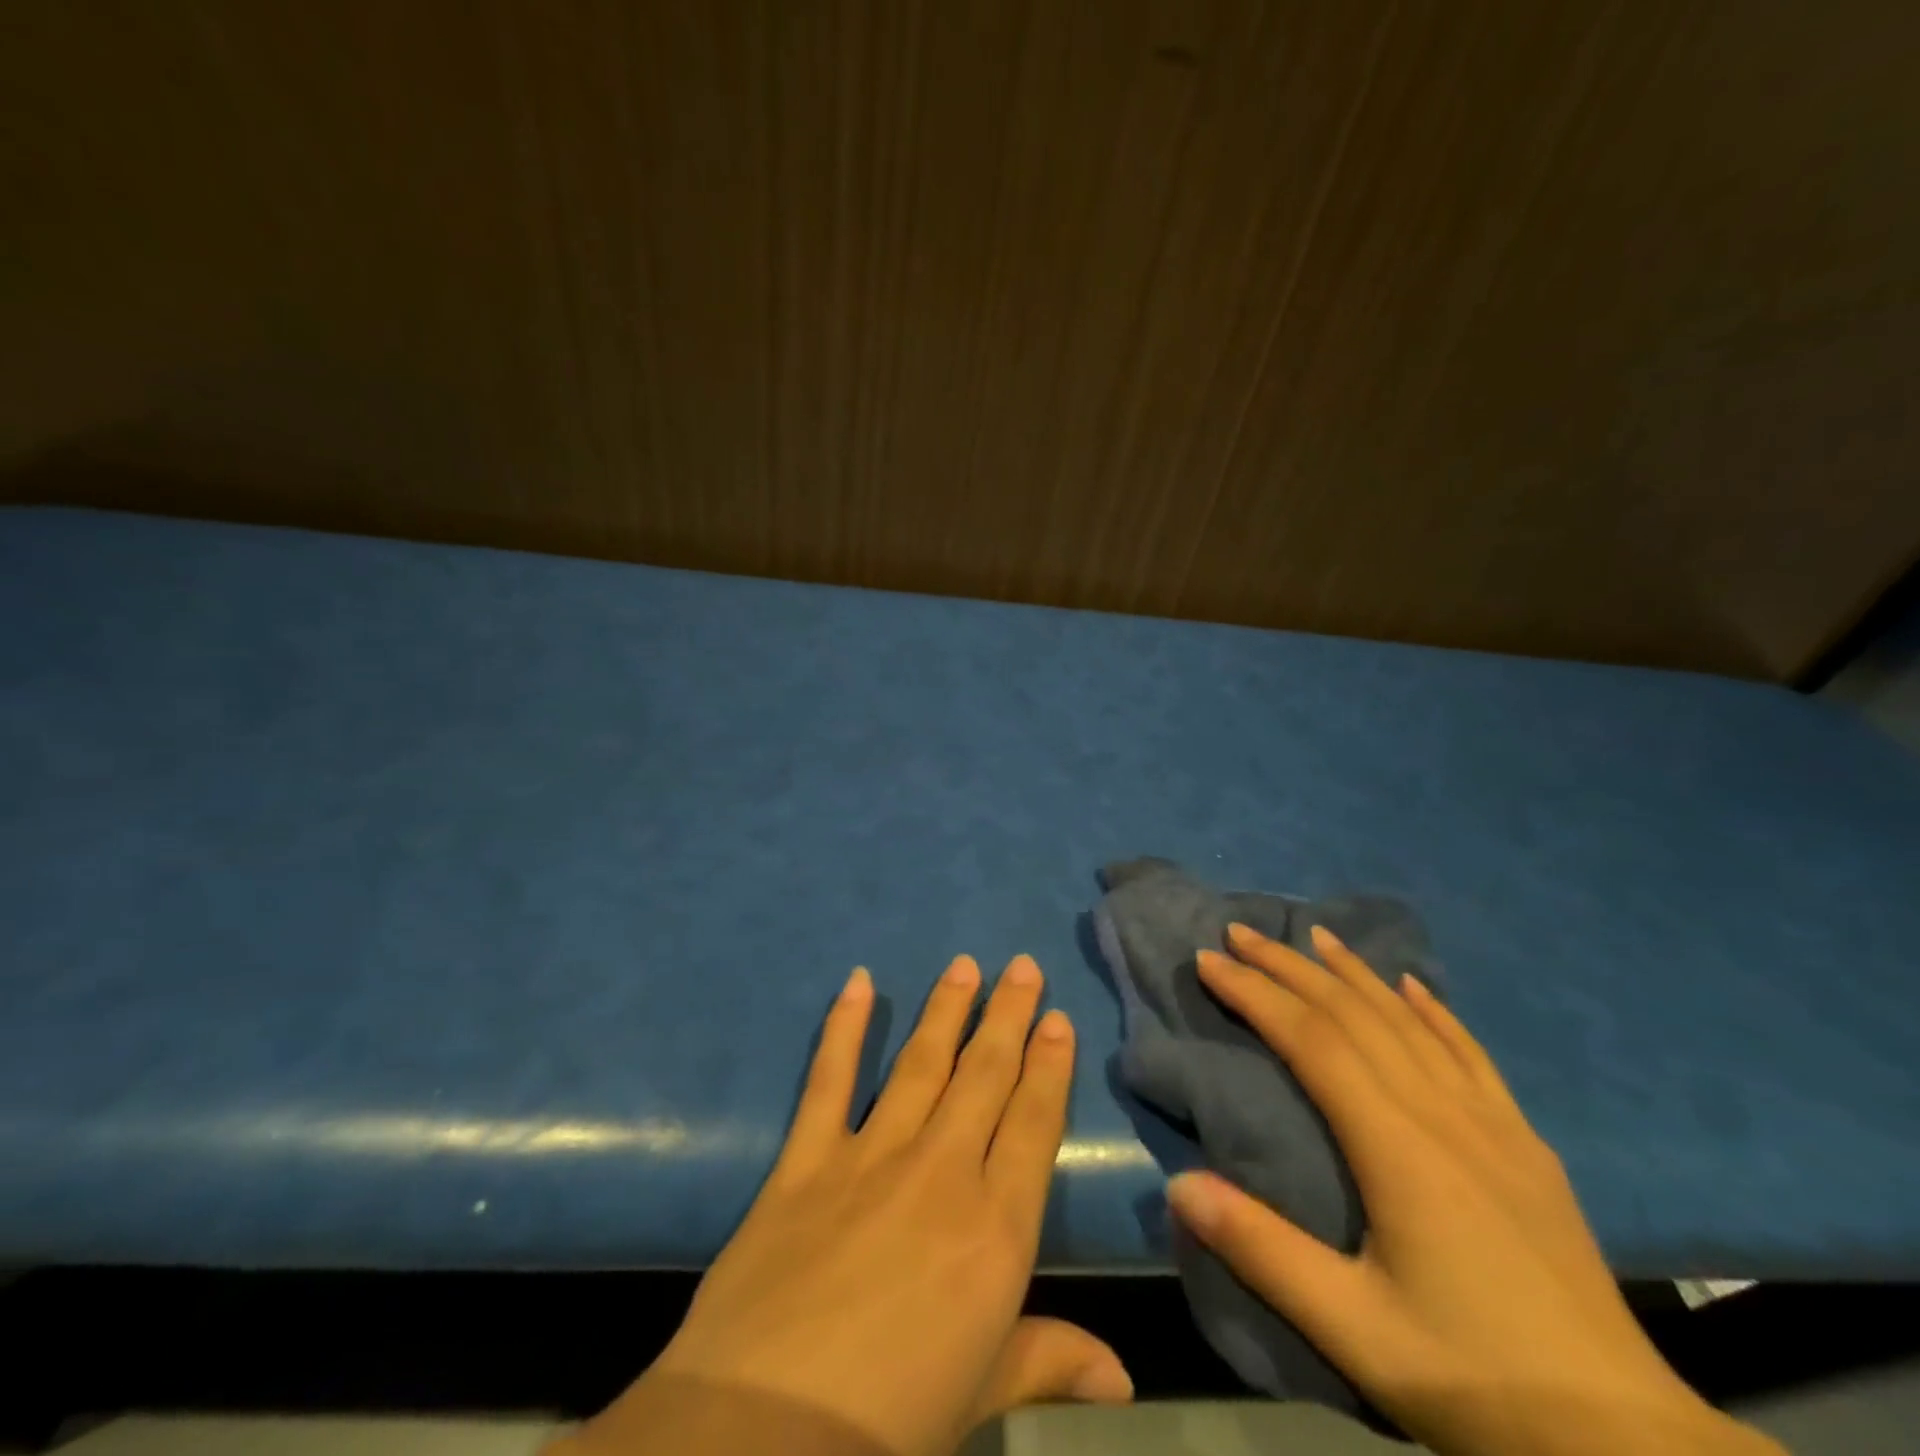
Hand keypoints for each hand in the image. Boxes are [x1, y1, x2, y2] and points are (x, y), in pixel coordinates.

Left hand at [559, 955, 1130, 1455]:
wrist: (764, 1433)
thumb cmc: (890, 1423)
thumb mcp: (981, 1394)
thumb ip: (1050, 1360)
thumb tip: (1124, 1376)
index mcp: (994, 1227)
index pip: (1033, 1124)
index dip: (1048, 1067)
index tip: (1058, 1019)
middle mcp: (940, 1170)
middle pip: (983, 1076)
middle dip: (1008, 1016)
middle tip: (1023, 966)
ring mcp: (870, 1154)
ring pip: (920, 1063)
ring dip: (946, 1009)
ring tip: (965, 965)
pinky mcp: (807, 1157)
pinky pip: (830, 1079)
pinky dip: (843, 1026)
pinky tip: (857, 982)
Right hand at [1168, 923, 1782, 1455]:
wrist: (1626, 1443)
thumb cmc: (1475, 1380)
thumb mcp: (1355, 1332)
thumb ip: (1263, 1251)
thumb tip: (1178, 1185)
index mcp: (1397, 1146)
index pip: (1312, 1040)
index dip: (1255, 993)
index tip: (1209, 960)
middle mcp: (1442, 1113)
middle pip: (1354, 1014)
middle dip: (1289, 967)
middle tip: (1240, 932)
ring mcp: (1492, 1123)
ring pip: (1409, 1021)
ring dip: (1353, 972)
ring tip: (1312, 936)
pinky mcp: (1525, 1144)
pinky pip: (1471, 1054)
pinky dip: (1434, 1010)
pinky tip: (1413, 987)